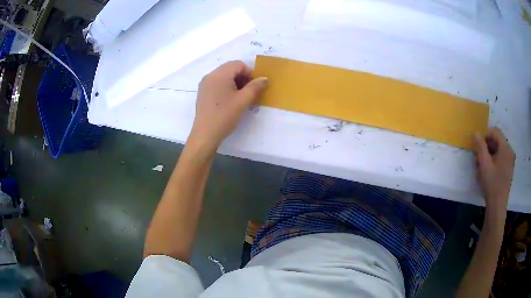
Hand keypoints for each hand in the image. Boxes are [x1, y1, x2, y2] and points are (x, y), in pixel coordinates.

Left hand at [189, 61, 267, 151]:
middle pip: (230, 68)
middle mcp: (210, 75)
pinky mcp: (203, 92)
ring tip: (240, 97)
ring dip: (235, 82)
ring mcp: (205, 84)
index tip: (255, 86)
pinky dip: (226, 87)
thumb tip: (265, 78)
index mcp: (220, 74)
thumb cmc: (225, 115)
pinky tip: (229, 100)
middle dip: (242, 77)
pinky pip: (217, 83)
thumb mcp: (243, 100)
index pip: (238, 64)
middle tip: (249, 92)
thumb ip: (255, 87)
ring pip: (224, 76)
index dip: (250, 73)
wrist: (205, 134)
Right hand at [474, 127, 515, 214]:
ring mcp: (510, 161)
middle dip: (487, 146)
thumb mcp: (484, 164)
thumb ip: (480, 146)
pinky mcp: (509, 169)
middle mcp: (510, 151)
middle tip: (478, 156)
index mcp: (506, 148)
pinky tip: (488, 170)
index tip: (478, 145)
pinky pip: (501, 158)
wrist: (497, 206)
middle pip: (497, 141)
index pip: (495, 132)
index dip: (485, 135)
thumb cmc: (492, 184)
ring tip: (482, 165)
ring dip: (489, 154)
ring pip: (498, 150)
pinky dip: (494, 160)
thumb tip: (475, 133)